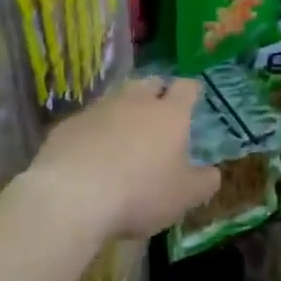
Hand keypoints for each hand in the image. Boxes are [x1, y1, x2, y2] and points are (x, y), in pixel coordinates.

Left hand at [23, 77, 218, 241]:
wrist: (72, 195)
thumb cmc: (140, 193)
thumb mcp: (184, 197)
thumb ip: (203, 182)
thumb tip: (213, 172)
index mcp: (169, 115)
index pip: (186, 88)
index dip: (191, 90)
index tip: (193, 96)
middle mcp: (135, 102)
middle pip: (149, 83)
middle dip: (157, 92)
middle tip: (160, 110)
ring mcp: (98, 109)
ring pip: (116, 98)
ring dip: (123, 110)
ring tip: (125, 133)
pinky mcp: (68, 124)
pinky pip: (88, 120)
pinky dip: (94, 130)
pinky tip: (91, 152)